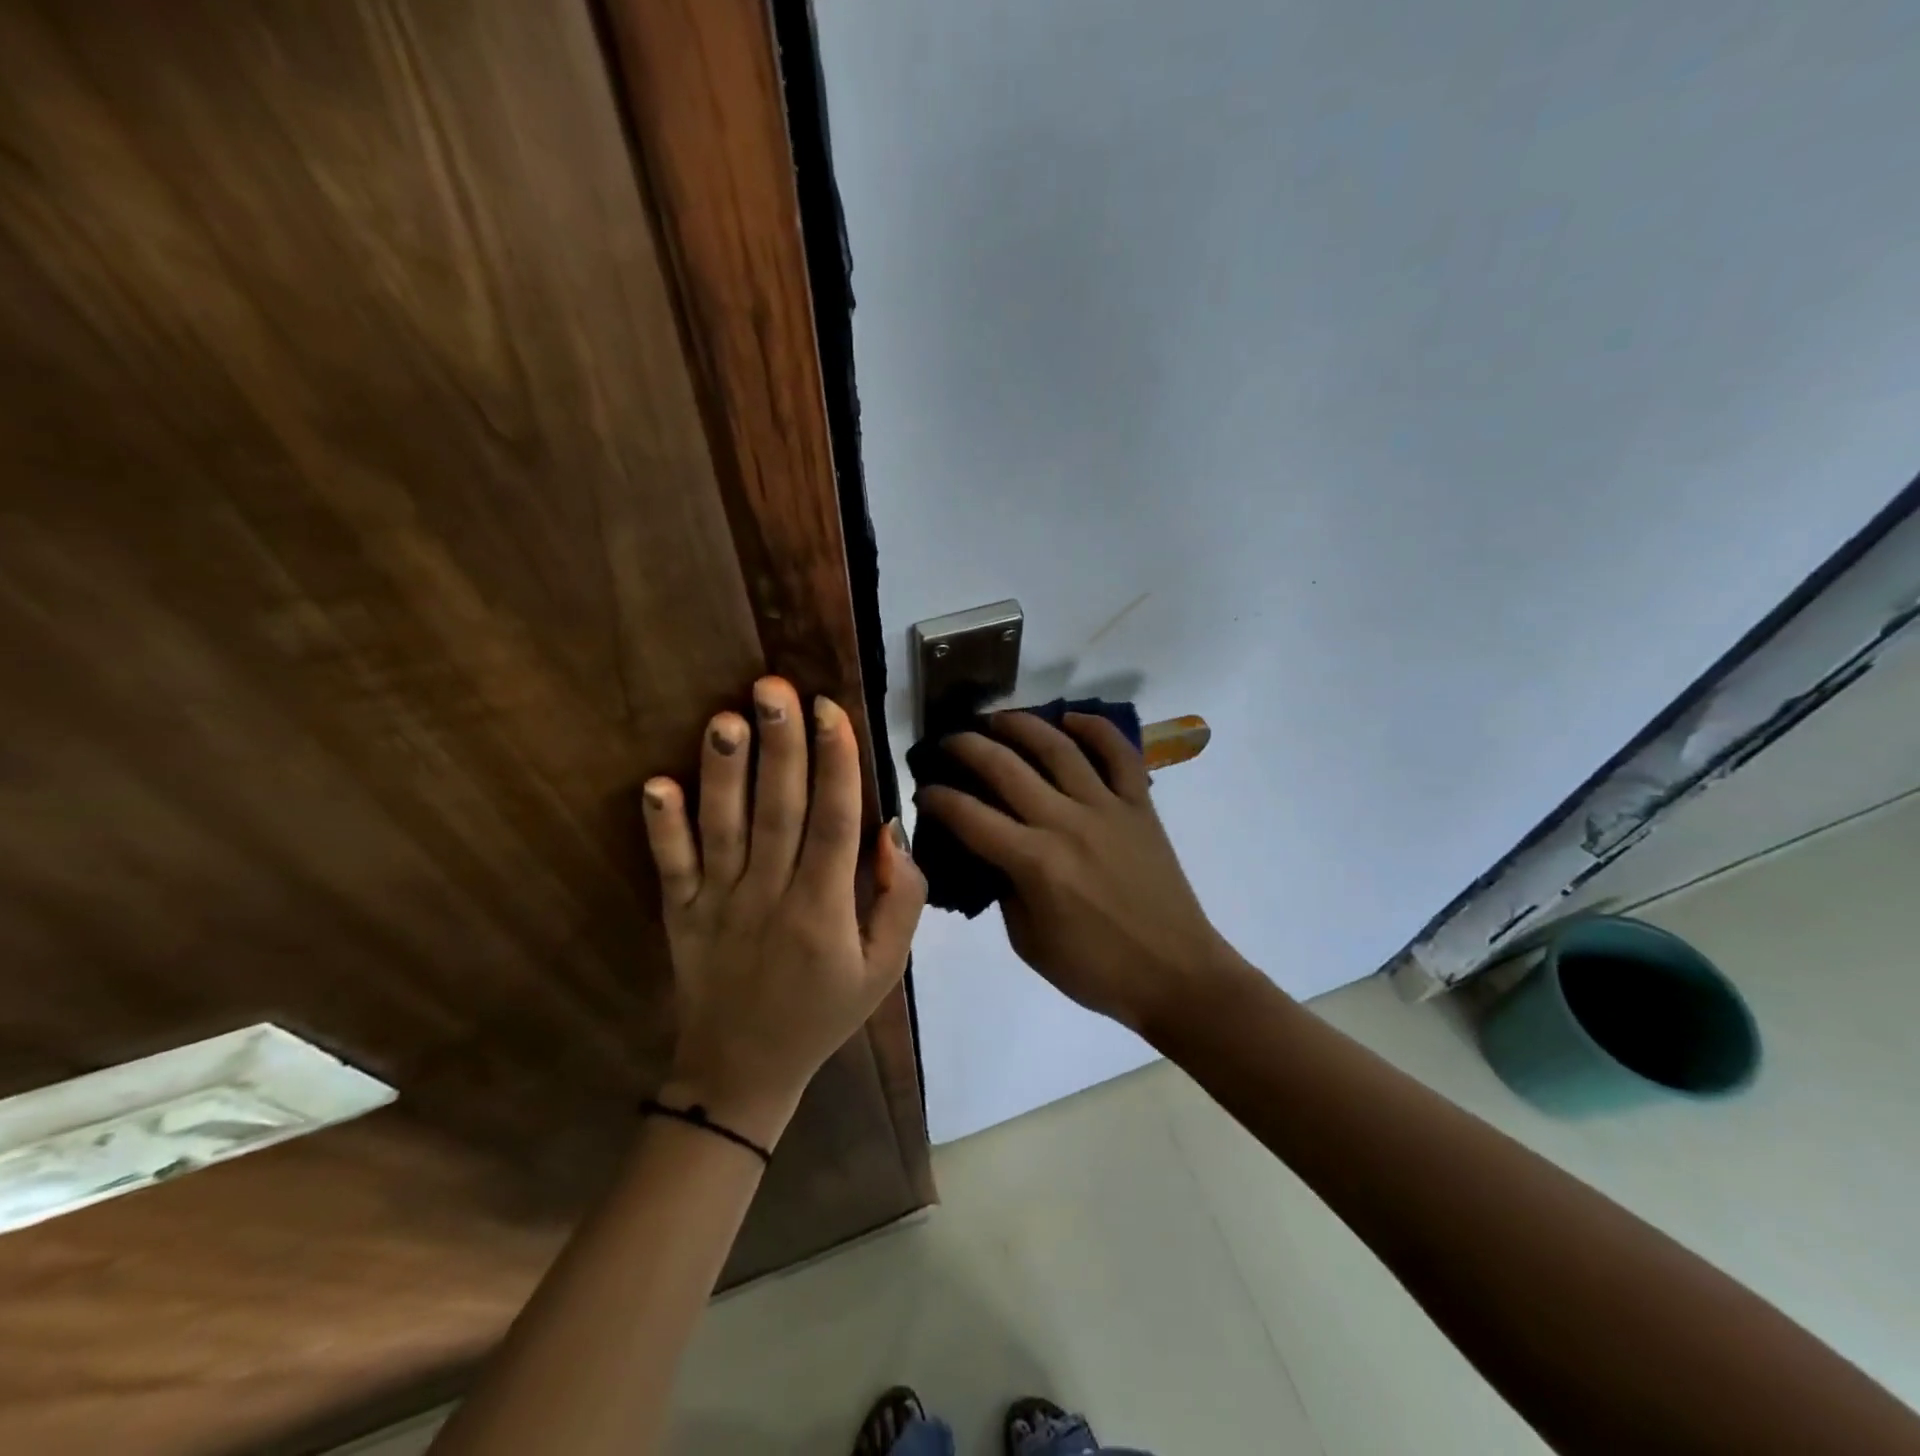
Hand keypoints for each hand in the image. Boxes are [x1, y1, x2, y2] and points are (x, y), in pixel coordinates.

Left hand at [641, 677, 925, 1148]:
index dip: (836, 763)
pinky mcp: (679, 913)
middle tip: (776, 687)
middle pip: (778, 810)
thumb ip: (901, 901)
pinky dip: (661, 827)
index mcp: (824, 909)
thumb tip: (891, 832)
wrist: (741, 1072)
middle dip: (780, 746)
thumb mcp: (885, 969)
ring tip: (726, 718)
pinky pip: (670, 866)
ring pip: (723, 828)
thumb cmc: (823, 1013)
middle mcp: (770, 896)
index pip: (834, 822)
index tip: (831, 710)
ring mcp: (717, 903)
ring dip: (723, 772)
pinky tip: (655, 785)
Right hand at [916, 712, 1245, 1034]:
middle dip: (966, 747)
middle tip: (948, 742)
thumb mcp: (1029, 943)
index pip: (970, 817)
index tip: (923, 789)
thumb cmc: (1096, 970)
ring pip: (1058, 748)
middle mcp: (1066, 823)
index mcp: (1035, 863)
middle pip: (1005, 768)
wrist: (1176, 975)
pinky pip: (1120, 755)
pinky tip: (1071, 718)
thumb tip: (995, 853)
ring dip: (1021, 725)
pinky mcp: (1141, 806)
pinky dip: (1096, 729)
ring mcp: (1108, 808)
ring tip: (997, 719)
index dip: (938, 799)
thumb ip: (1005, 890)